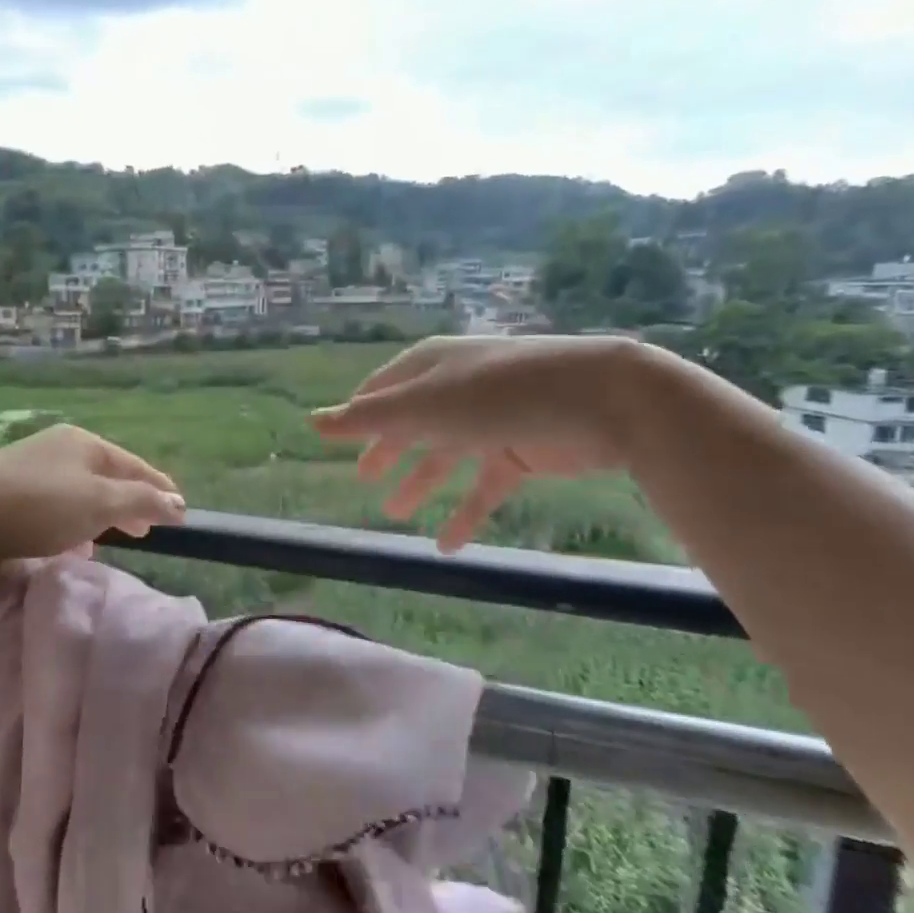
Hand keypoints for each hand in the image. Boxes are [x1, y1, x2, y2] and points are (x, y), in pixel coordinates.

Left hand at [0, 423, 185, 574]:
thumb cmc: (37, 505)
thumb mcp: (98, 502)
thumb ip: (140, 501)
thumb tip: (177, 502)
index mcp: (84, 443)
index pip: (134, 464)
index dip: (159, 487)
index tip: (180, 511)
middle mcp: (59, 449)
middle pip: (106, 476)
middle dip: (130, 502)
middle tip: (148, 528)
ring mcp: (31, 469)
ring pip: (79, 493)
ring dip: (100, 516)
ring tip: (113, 540)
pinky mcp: (9, 493)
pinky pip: (55, 507)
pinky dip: (72, 524)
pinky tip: (72, 547)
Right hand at [311, 335, 659, 550]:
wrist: (602, 399)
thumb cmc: (498, 393)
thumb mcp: (422, 406)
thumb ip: (366, 419)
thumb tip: (311, 422)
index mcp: (430, 368)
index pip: (383, 390)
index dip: (361, 413)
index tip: (341, 437)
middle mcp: (456, 391)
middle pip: (412, 424)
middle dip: (388, 450)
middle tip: (365, 479)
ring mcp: (490, 422)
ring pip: (445, 457)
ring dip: (420, 483)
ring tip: (394, 512)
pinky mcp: (521, 453)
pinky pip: (483, 488)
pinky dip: (465, 514)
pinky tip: (446, 544)